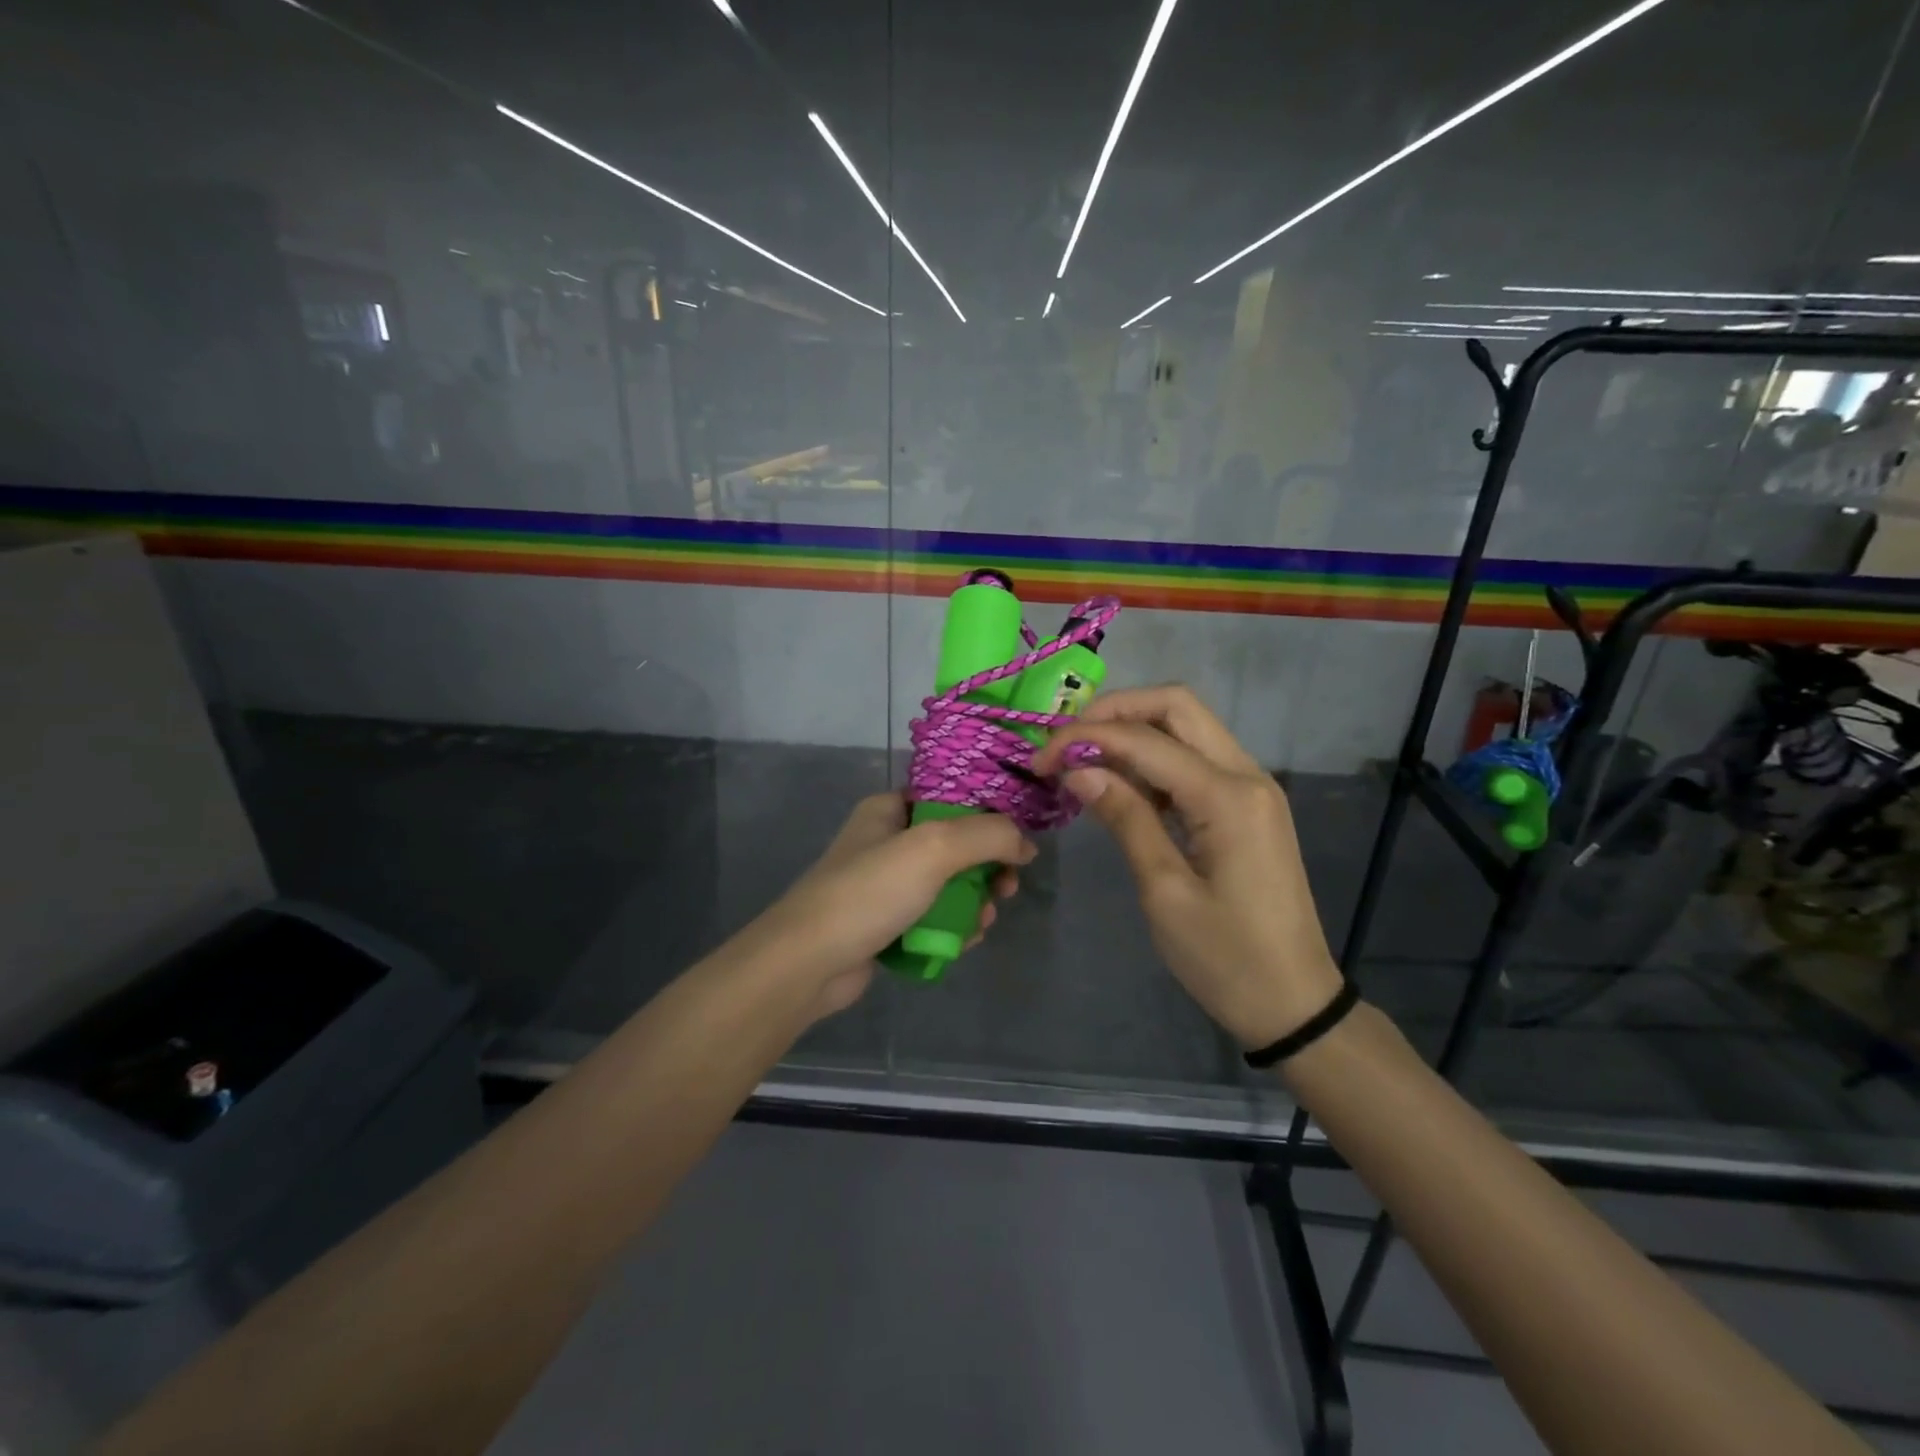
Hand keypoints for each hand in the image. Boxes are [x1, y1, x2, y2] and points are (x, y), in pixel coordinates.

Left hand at [751, 792, 1032, 1016]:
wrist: (809, 962)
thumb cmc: (870, 891)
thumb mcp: (934, 848)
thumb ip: (988, 836)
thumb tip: (1026, 844)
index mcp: (890, 809)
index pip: (951, 798)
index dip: (990, 816)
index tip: (1018, 843)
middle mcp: (887, 840)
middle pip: (956, 844)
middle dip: (986, 868)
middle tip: (1006, 889)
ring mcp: (885, 884)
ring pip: (948, 885)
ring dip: (974, 902)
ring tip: (983, 922)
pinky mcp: (886, 922)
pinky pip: (933, 917)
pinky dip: (953, 926)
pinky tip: (964, 942)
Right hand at [1034, 685, 1342, 1049]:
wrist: (1294, 1003)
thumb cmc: (1225, 958)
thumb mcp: (1164, 891)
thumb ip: (1125, 818)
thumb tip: (1078, 767)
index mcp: (1227, 796)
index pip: (1144, 739)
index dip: (1085, 738)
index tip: (1040, 759)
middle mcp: (1246, 775)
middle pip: (1176, 706)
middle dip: (1115, 711)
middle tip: (1067, 742)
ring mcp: (1252, 787)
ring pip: (1188, 727)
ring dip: (1134, 730)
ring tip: (1084, 760)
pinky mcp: (1247, 805)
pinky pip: (1197, 759)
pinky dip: (1155, 758)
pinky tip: (1121, 784)